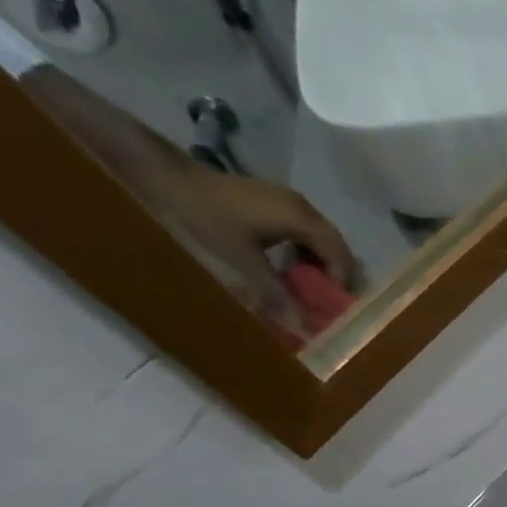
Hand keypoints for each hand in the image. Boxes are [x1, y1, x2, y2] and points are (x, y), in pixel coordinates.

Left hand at [163, 171, 362, 336]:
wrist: (164, 177)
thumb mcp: (241, 262)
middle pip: (334, 245)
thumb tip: (302, 329)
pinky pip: (302, 232)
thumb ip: (274, 295)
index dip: (342, 282)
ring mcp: (287, 201)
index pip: (339, 254)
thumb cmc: (206, 219)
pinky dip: (304, 253)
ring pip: (319, 239)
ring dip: (320, 265)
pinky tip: (289, 268)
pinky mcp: (272, 202)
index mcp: (301, 219)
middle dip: (335, 275)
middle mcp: (302, 207)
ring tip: (310, 290)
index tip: (335, 309)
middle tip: (328, 303)